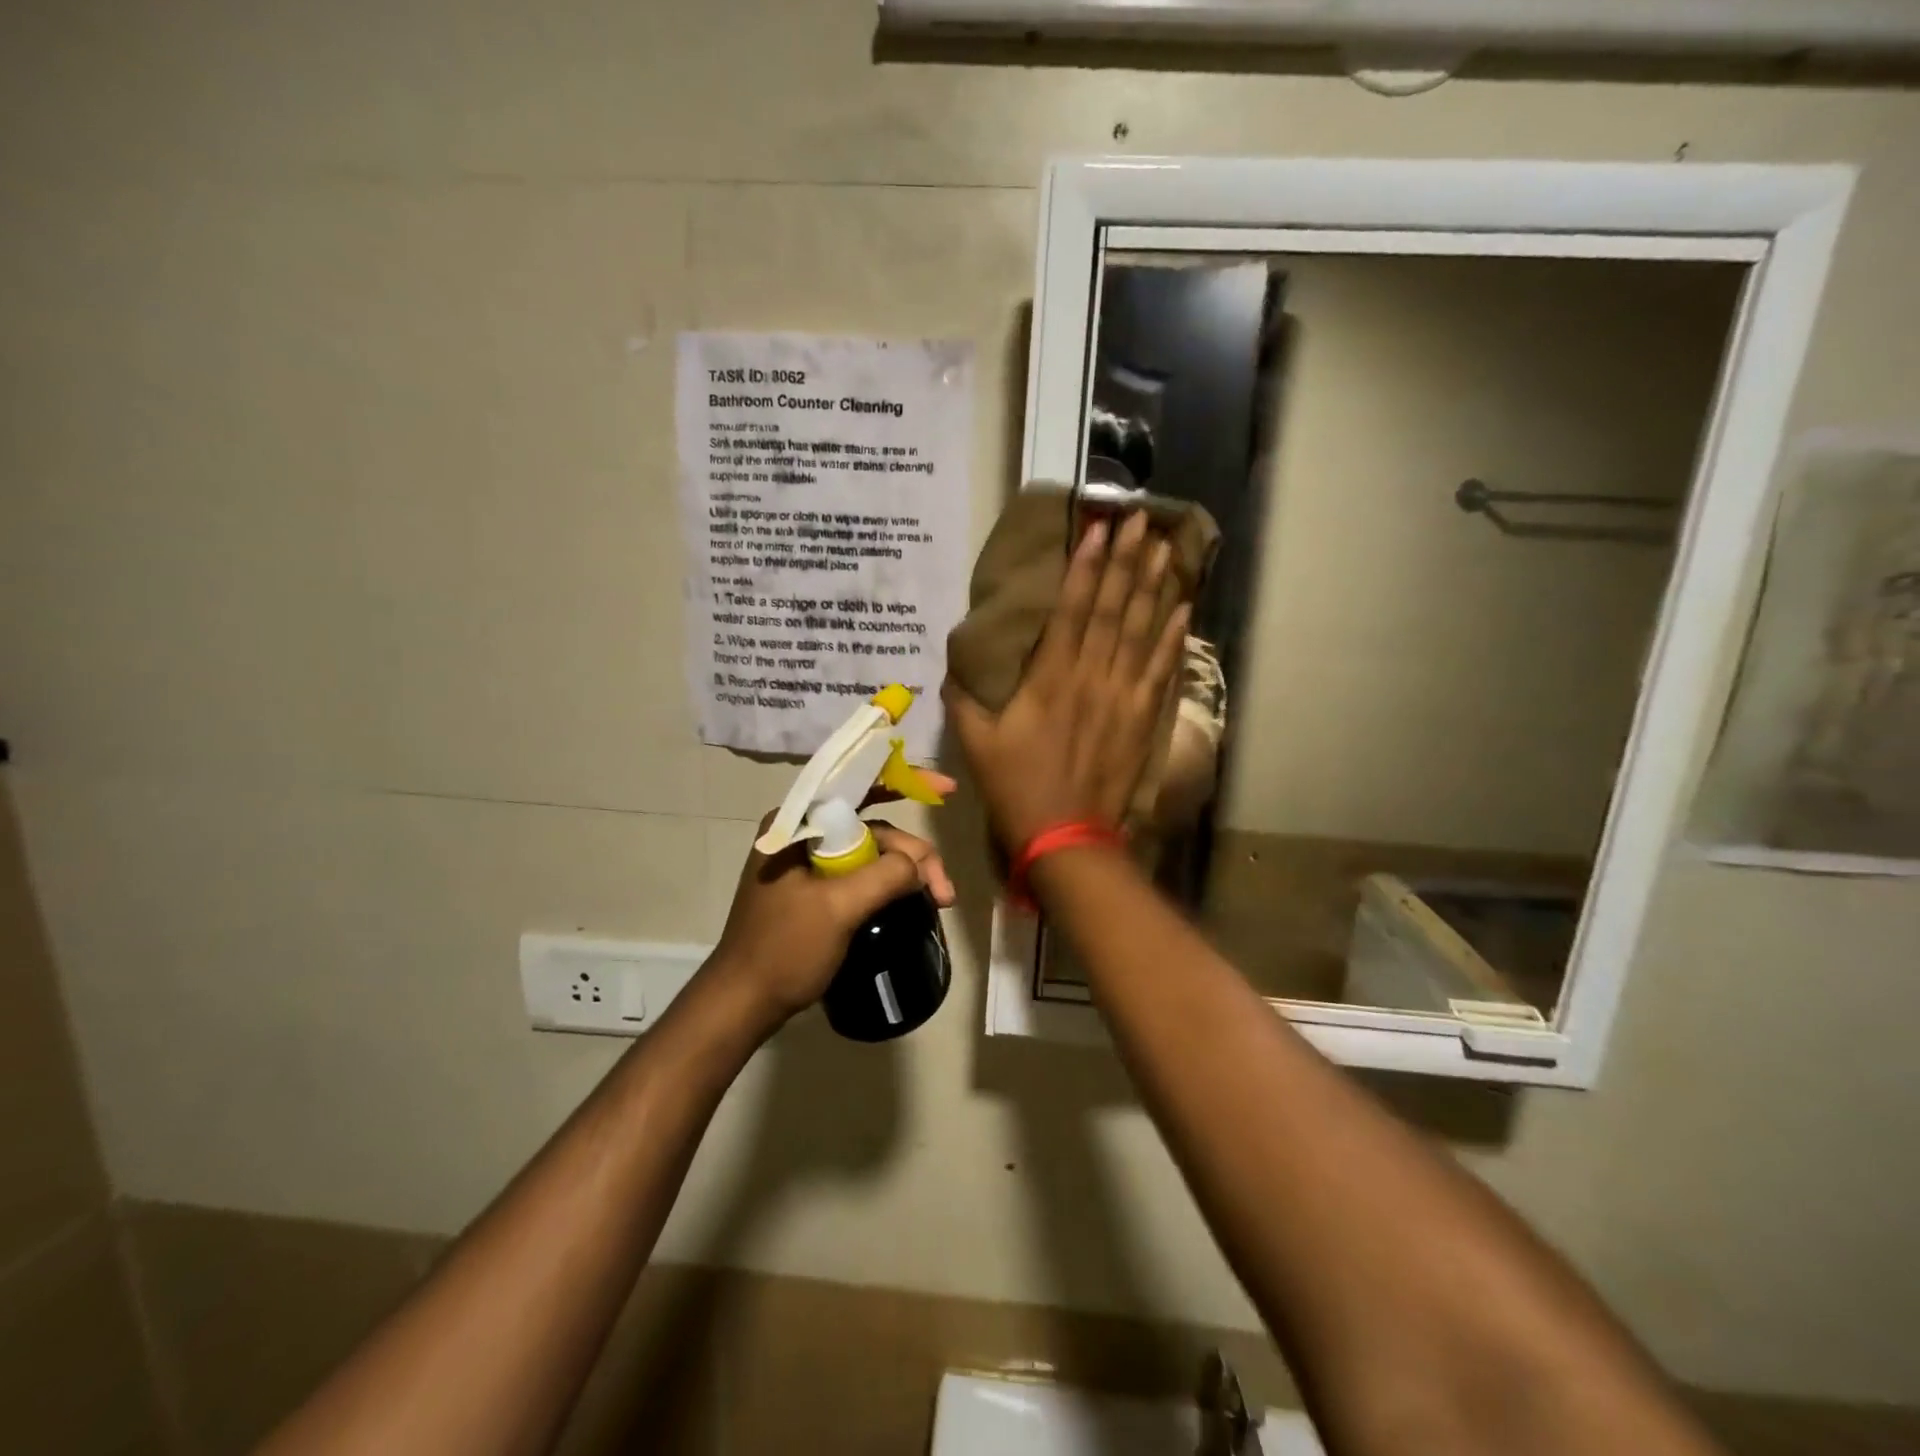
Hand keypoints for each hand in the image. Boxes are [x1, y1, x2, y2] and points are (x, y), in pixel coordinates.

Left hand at [711, 780, 956, 1029]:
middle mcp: (803, 833)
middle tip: (944, 890)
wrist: (744, 1003)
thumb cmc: (783, 950)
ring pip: (873, 851)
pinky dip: (890, 884)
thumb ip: (884, 875)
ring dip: (907, 872)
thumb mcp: (838, 909)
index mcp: (797, 823)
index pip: (857, 785)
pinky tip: (914, 899)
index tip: (947, 790)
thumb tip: (919, 866)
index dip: (905, 780)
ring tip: (939, 900)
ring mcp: (808, 862)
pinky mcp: (816, 888)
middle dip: (914, 853)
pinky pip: (862, 873)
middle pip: (874, 825)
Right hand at [943, 511, 1189, 851]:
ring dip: (1155, 586)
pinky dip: (1173, 636)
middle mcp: (1092, 677)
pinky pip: (1162, 669)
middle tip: (1144, 518)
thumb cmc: (1017, 788)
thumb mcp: (975, 744)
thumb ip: (962, 700)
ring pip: (1143, 631)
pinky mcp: (1144, 718)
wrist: (1066, 837)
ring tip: (1167, 547)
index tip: (1099, 528)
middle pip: (1114, 609)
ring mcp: (1123, 697)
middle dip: (1128, 560)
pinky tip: (1184, 608)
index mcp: (1050, 679)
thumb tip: (952, 668)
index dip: (1086, 566)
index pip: (1072, 609)